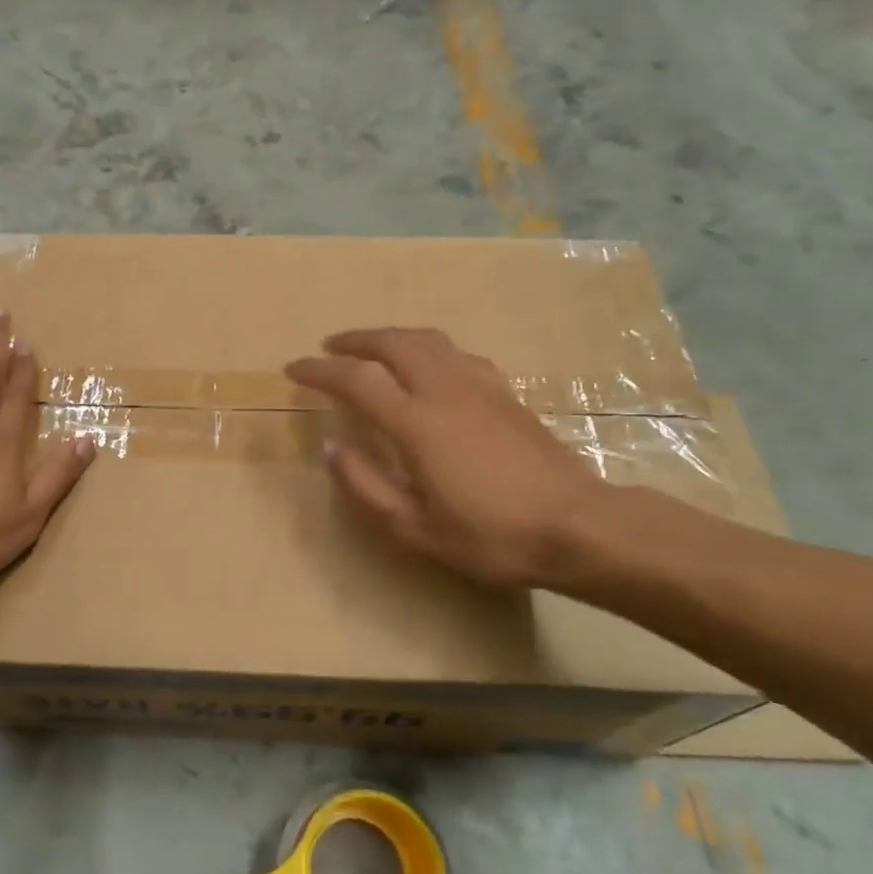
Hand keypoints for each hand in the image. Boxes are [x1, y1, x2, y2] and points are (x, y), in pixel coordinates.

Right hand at [285, 328, 606, 588]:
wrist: (578, 527)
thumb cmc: (491, 536)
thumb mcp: (415, 528)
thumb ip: (366, 486)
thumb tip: (332, 447)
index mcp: (417, 423)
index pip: (356, 380)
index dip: (320, 370)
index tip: (294, 368)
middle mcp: (446, 391)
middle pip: (395, 343)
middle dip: (357, 339)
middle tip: (331, 347)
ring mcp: (481, 387)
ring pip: (430, 340)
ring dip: (393, 337)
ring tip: (374, 349)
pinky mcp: (507, 394)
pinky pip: (459, 354)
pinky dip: (430, 350)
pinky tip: (431, 368)